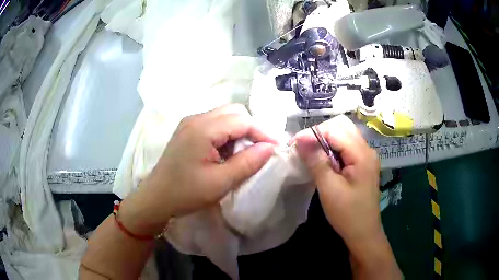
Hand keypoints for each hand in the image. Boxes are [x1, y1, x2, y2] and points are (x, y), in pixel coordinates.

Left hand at [119, 104, 276, 235]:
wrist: (156, 198)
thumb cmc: (186, 193)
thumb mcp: (221, 182)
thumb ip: (248, 163)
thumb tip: (270, 148)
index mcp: (203, 128)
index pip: (242, 120)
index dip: (263, 132)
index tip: (276, 148)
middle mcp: (196, 118)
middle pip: (234, 112)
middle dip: (252, 128)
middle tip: (260, 150)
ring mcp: (190, 123)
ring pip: (225, 116)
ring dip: (239, 131)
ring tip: (244, 153)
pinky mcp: (188, 131)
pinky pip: (215, 124)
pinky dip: (227, 134)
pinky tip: (227, 152)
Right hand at [293, 115, 381, 252]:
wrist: (363, 233)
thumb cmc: (347, 214)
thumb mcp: (329, 189)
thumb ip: (316, 161)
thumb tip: (300, 139)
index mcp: (362, 154)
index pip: (335, 130)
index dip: (313, 133)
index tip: (294, 144)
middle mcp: (367, 149)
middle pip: (342, 126)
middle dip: (320, 132)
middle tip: (304, 147)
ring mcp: (366, 156)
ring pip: (344, 134)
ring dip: (325, 139)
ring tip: (311, 153)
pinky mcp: (362, 163)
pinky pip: (346, 146)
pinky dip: (332, 147)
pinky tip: (323, 160)